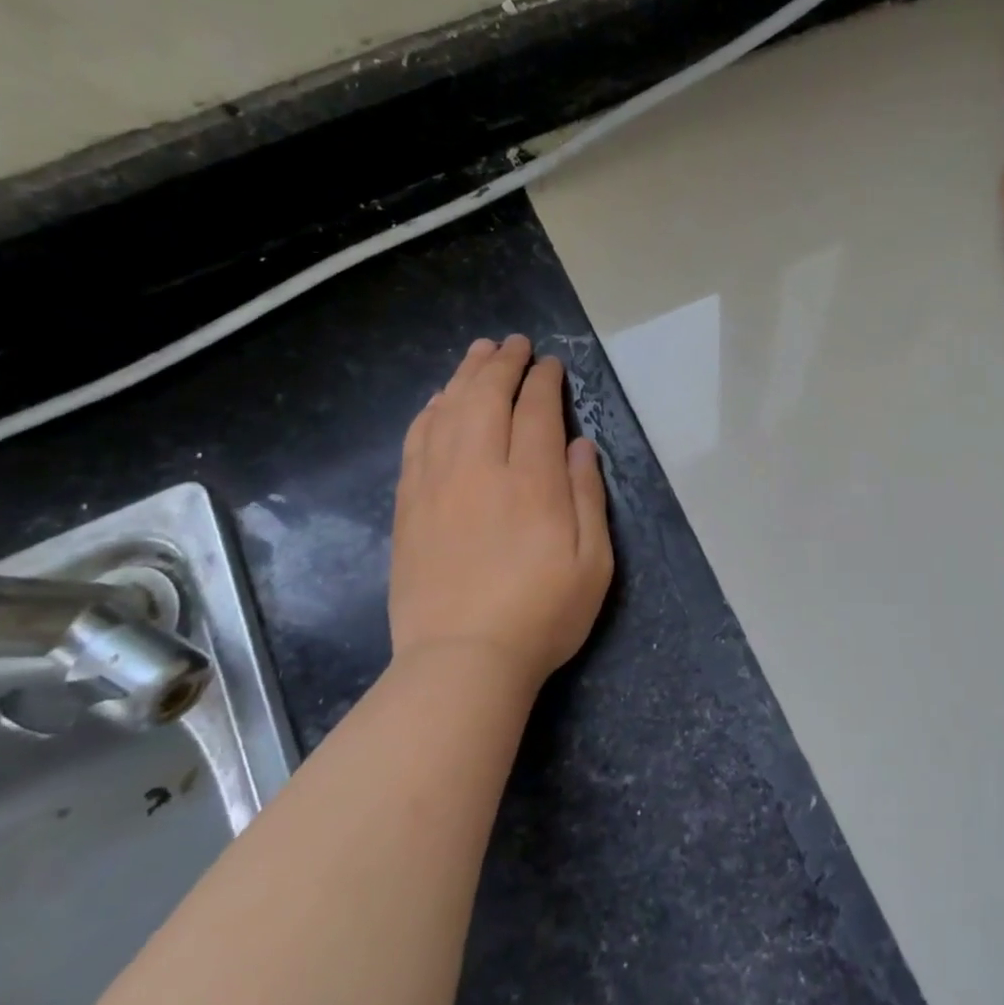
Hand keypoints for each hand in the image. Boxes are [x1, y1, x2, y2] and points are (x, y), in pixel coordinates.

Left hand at [389, 335, 613, 695]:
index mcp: (533, 482)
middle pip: (487, 398)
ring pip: (448, 411)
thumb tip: (581, 444)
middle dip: (503, 364)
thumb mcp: (593, 562)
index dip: (544, 381)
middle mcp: (481, 470)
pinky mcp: (409, 506)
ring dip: (464, 376)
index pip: (536, 411)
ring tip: (478, 353)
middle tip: (514, 344)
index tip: (550, 365)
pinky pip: (416, 441)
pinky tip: (438, 401)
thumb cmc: (543, 614)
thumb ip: (588, 497)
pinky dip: (430, 411)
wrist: (462, 660)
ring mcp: (437, 485)